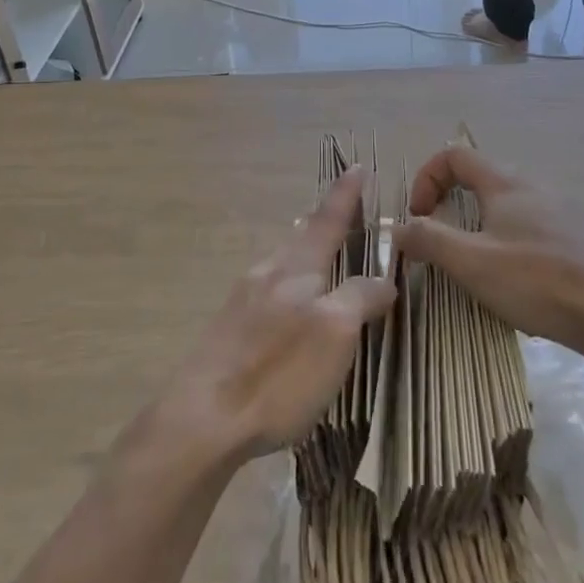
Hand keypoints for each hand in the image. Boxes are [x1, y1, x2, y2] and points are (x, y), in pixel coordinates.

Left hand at [165, 167, 394, 465]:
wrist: (202, 416)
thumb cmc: (278, 371)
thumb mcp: (334, 333)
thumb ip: (359, 299)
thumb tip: (382, 279)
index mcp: (295, 267)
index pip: (328, 219)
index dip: (345, 194)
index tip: (356, 166)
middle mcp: (267, 273)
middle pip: (301, 238)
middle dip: (323, 223)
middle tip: (343, 214)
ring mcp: (243, 299)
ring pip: (282, 263)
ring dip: (304, 253)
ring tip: (319, 255)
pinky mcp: (230, 329)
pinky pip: (269, 289)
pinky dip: (290, 283)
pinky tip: (287, 305)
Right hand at [394, 146, 583, 347]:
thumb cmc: (537, 279)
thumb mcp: (471, 262)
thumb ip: (428, 240)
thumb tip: (396, 227)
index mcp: (504, 183)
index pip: (454, 155)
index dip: (427, 178)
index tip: (419, 216)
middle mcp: (533, 186)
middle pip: (482, 177)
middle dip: (453, 203)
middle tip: (443, 240)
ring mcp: (561, 212)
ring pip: (509, 204)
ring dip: (482, 224)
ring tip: (477, 264)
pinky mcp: (580, 240)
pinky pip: (533, 227)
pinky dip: (511, 242)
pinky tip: (518, 281)